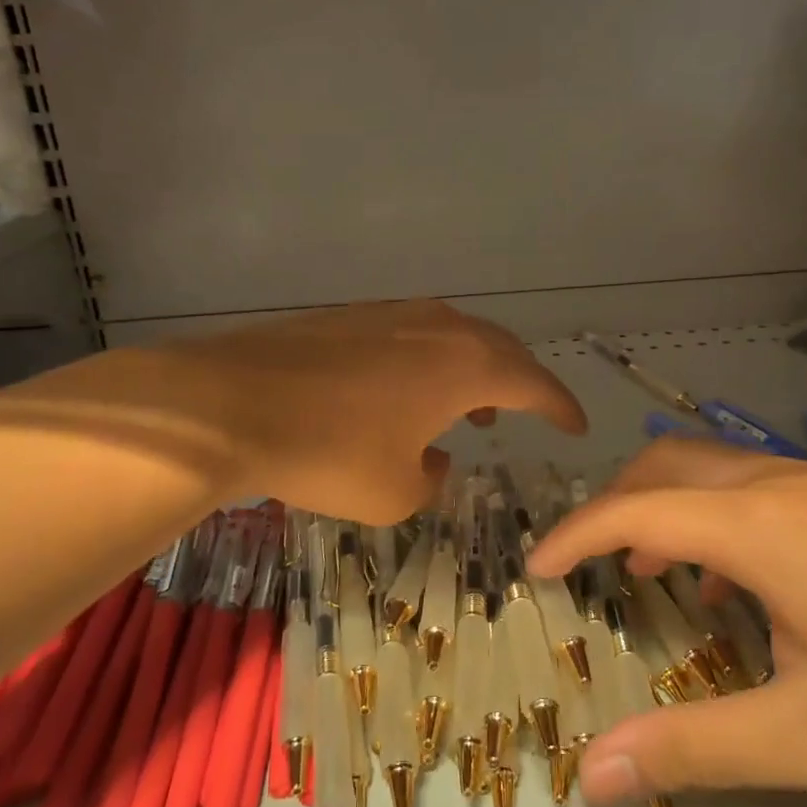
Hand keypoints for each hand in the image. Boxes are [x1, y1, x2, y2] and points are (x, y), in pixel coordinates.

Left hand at [0, 301, 587, 524]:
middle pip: (499, 349)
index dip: (560, 406)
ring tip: (470, 411)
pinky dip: (430, 363)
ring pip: (455, 337)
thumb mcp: (394, 493)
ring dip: (474, 371)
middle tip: (529, 412)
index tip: (577, 426)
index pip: (534, 382)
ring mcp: (392, 314)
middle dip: (520, 383)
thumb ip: (433, 477)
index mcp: (465, 365)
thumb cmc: (327, 453)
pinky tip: (405, 394)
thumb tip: (434, 457)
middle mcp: (438, 326)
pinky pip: (414, 335)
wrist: (229, 403)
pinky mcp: (351, 316)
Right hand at [529, 438, 806, 806]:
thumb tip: (591, 773)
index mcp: (757, 524)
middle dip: (612, 506)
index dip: (574, 537)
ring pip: (712, 470)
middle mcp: (779, 482)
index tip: (534, 571)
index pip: (633, 512)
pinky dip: (713, 517)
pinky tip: (738, 584)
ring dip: (665, 508)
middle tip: (588, 566)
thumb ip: (695, 748)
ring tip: (651, 575)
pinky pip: (754, 487)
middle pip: (666, 466)